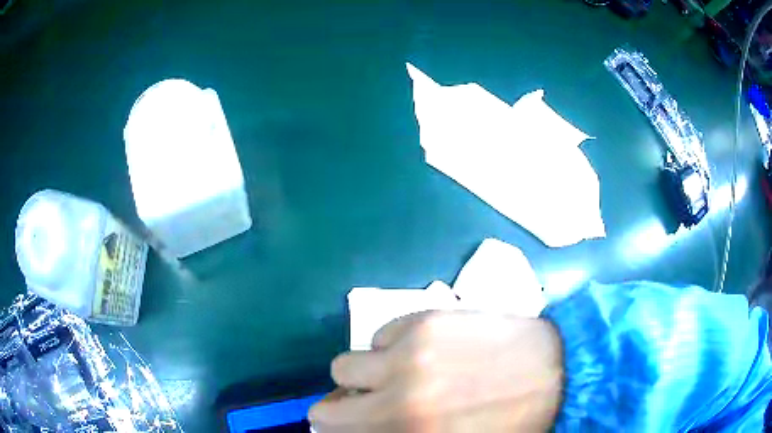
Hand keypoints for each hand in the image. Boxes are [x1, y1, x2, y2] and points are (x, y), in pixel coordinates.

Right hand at [309, 310, 563, 431]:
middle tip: (368, 406)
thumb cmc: (507, 423)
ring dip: (364, 375)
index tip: (353, 428)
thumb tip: (364, 427)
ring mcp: (410, 352)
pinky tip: (421, 350)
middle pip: (326, 407)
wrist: (557, 372)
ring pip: (343, 364)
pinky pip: (379, 334)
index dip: (337, 432)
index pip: (331, 431)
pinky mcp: (427, 318)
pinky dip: (390, 347)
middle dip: (343, 410)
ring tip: (396, 375)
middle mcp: (398, 395)